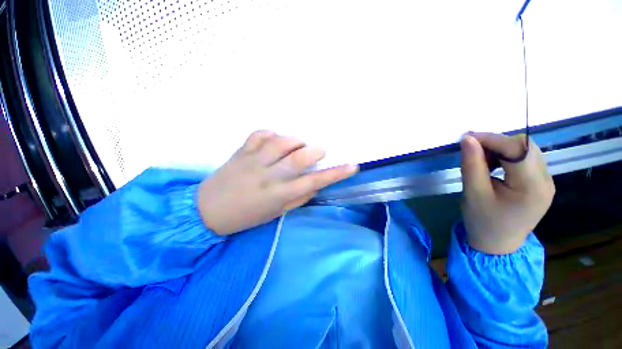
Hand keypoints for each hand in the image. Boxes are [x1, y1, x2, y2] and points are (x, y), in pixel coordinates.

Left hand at [197, 131, 357, 234]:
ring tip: (297, 146)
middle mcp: (268, 176)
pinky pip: (260, 134)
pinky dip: (272, 133)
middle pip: (299, 158)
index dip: (336, 174)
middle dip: (315, 151)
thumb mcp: (276, 213)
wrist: (208, 210)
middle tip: (319, 152)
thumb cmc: (246, 216)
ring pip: (281, 141)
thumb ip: (298, 198)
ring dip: (295, 140)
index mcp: (278, 195)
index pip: (314, 182)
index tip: (352, 166)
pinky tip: (274, 141)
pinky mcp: (241, 151)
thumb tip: (315, 184)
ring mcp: (253, 161)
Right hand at [460, 133, 554, 253]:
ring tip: (482, 161)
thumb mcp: (472, 193)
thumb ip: (472, 164)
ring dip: (502, 150)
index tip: (467, 139)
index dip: (492, 139)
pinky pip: (526, 159)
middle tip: (473, 152)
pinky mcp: (541, 183)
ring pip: (526, 150)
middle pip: (525, 146)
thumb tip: (468, 139)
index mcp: (532, 187)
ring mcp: (546, 182)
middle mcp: (546, 181)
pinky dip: (507, 157)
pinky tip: (494, 167)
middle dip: (497, 143)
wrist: (496, 244)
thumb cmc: (482, 221)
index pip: (517, 149)